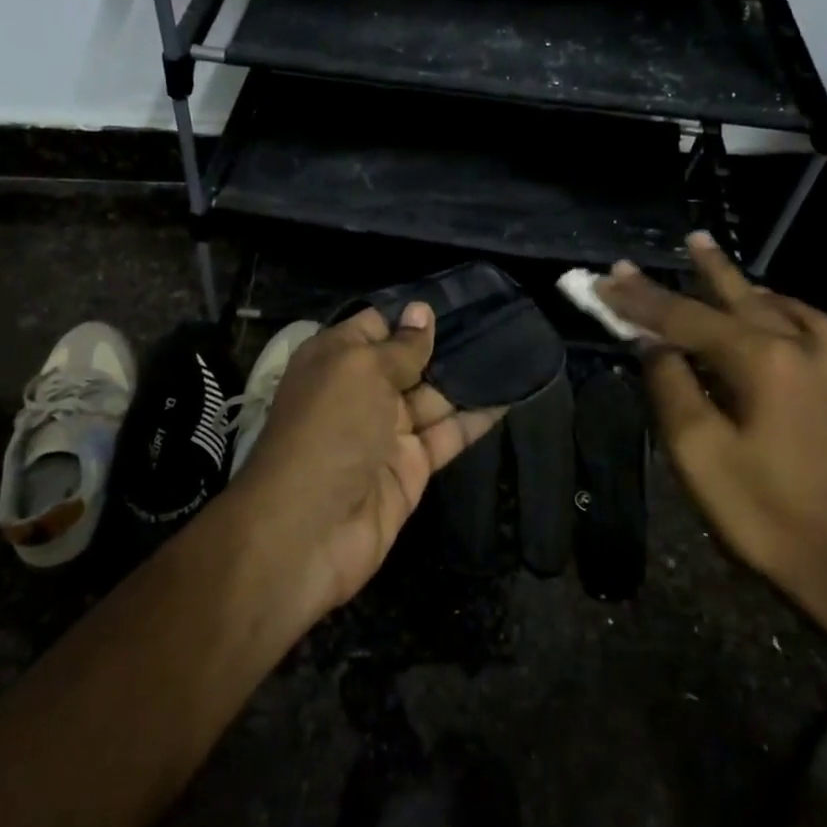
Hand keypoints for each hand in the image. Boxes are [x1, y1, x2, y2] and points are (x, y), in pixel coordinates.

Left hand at [233, 305, 503, 619]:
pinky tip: (512, 393)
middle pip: (410, 360)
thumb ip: (398, 346)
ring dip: (470, 376)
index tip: (462, 296)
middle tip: (503, 317)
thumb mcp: (359, 371)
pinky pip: (448, 434)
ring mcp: (387, 431)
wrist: (309, 530)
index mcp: (336, 360)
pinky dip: (477, 417)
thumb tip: (421, 312)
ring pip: (435, 396)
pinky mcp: (412, 467)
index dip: (414, 313)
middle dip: (450, 342)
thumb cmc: (329, 430)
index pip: (378, 325)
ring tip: (517, 348)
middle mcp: (361, 391)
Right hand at [598, 233, 826, 611]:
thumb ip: (671, 385)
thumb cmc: (762, 511)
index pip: (684, 317)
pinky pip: (810, 325)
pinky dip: (782, 308)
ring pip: (778, 306)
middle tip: (681, 240)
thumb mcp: (697, 451)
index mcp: (760, 359)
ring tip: (717, 265)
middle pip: (736, 298)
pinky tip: (774, 311)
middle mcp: (800, 346)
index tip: (603, 281)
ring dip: (743, 285)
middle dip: (700, 271)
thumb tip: (653, 344)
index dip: (639, 300)